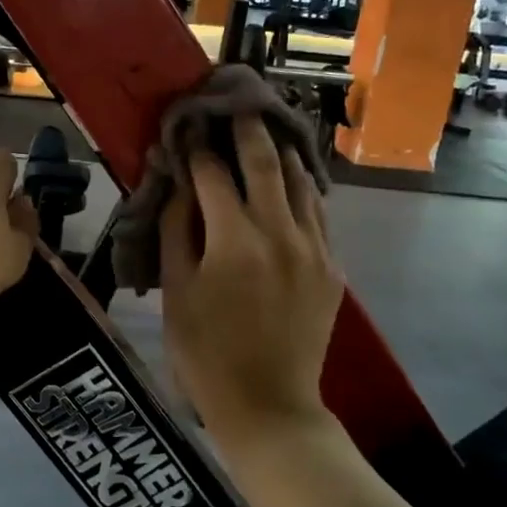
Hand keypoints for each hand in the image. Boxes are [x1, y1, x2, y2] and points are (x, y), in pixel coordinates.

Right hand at [160, 114, 342, 442]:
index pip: (212, 175)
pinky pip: (318, 212)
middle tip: (235, 102)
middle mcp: (280, 233)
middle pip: (264, 162)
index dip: (197, 147)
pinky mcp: (331, 267)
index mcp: (233, 241)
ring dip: (280, 150)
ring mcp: (313, 249)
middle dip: (246, 128)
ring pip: (300, 181)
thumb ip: (175, 232)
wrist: (269, 405)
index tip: (189, 126)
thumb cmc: (205, 353)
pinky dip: (302, 188)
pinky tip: (291, 178)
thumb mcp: (176, 293)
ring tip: (267, 127)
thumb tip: (178, 185)